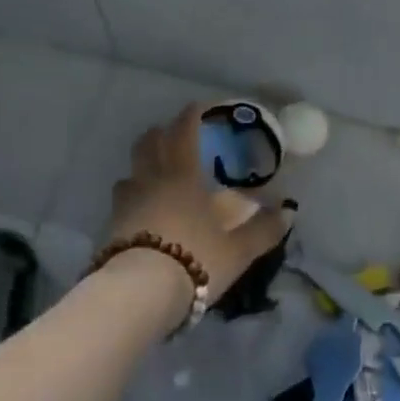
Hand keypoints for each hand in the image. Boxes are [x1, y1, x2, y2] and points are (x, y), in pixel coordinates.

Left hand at [103, 104, 291, 322]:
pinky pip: (120, 201)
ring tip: (155, 175)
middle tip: (174, 135)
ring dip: (142, 166)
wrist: (139, 293)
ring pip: (130, 171)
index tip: (199, 107)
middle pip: (149, 143)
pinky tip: (140, 212)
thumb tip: (289, 211)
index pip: (184, 132)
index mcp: (183, 175)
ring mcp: (126, 202)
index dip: (191, 115)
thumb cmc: (195, 259)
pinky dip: (131, 197)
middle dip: (161, 133)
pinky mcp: (110, 227)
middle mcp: (152, 180)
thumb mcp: (238, 249)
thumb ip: (264, 229)